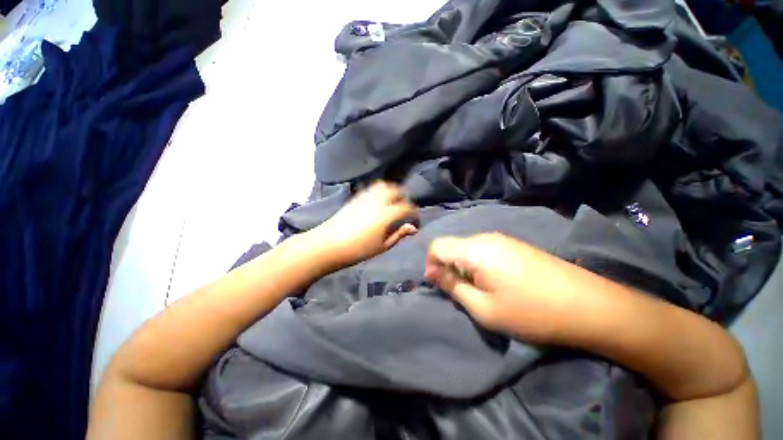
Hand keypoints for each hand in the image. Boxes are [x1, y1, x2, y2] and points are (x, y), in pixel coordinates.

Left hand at [310, 181, 417, 267]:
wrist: (329, 244)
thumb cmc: (358, 249)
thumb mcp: (382, 246)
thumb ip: (399, 234)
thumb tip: (413, 228)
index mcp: (386, 214)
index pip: (407, 207)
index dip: (414, 213)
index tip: (415, 221)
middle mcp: (378, 200)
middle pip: (396, 191)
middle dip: (404, 198)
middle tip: (404, 210)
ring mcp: (366, 196)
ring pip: (384, 185)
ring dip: (392, 191)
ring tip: (393, 202)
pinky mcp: (356, 196)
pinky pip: (372, 188)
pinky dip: (380, 191)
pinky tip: (379, 201)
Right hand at [425, 233, 578, 343]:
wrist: (588, 305)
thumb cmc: (531, 311)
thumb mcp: (484, 308)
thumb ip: (452, 286)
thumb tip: (431, 272)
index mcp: (474, 250)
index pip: (437, 245)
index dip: (431, 263)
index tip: (439, 284)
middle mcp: (485, 237)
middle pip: (451, 245)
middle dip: (447, 266)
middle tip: (460, 291)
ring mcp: (501, 238)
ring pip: (466, 246)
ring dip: (462, 265)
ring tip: (478, 288)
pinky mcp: (513, 243)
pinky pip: (482, 248)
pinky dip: (476, 262)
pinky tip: (495, 280)